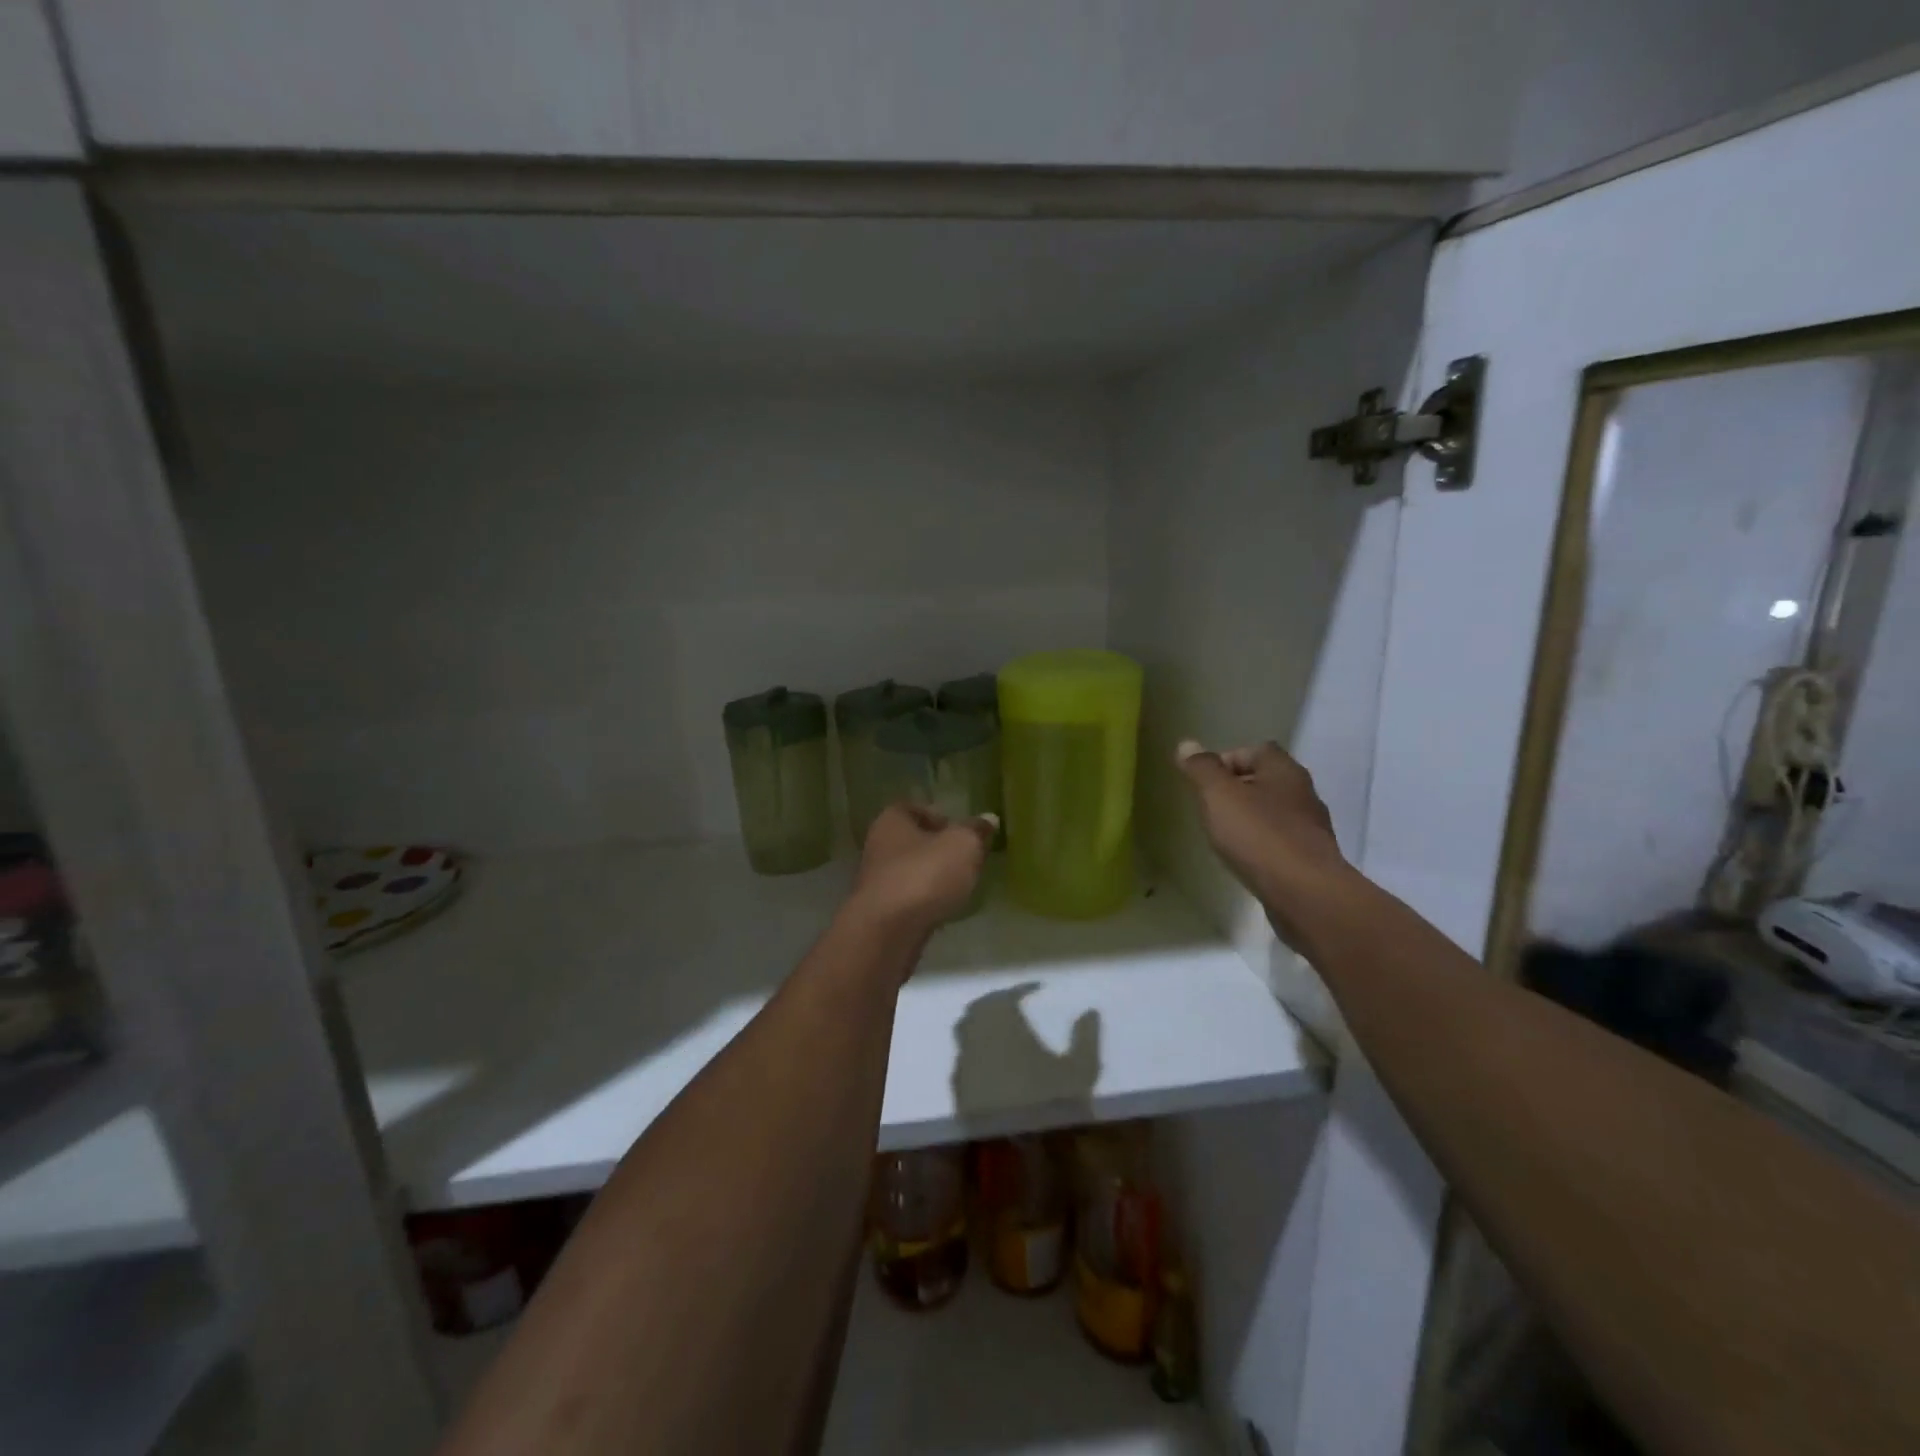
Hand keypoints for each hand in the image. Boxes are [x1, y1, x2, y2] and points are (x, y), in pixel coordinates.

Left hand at [847, 801, 995, 941]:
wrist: (887, 932)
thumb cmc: (924, 875)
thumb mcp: (963, 845)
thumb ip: (976, 831)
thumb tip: (988, 819)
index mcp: (892, 820)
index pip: (915, 808)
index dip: (940, 816)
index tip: (962, 832)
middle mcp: (879, 846)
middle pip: (913, 841)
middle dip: (939, 850)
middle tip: (967, 860)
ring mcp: (878, 882)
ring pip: (911, 872)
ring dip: (932, 878)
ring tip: (960, 887)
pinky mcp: (882, 912)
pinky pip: (909, 899)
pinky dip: (925, 902)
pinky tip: (944, 910)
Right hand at [1175, 740, 1346, 903]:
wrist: (1304, 893)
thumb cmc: (1258, 835)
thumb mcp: (1219, 795)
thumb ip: (1202, 769)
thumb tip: (1187, 745)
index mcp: (1284, 770)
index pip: (1256, 750)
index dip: (1227, 760)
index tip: (1204, 782)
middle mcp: (1303, 793)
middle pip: (1265, 780)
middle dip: (1236, 790)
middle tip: (1209, 808)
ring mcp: (1310, 827)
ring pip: (1273, 811)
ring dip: (1249, 818)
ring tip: (1224, 835)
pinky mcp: (1311, 858)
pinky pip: (1280, 840)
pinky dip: (1261, 843)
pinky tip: (1246, 858)